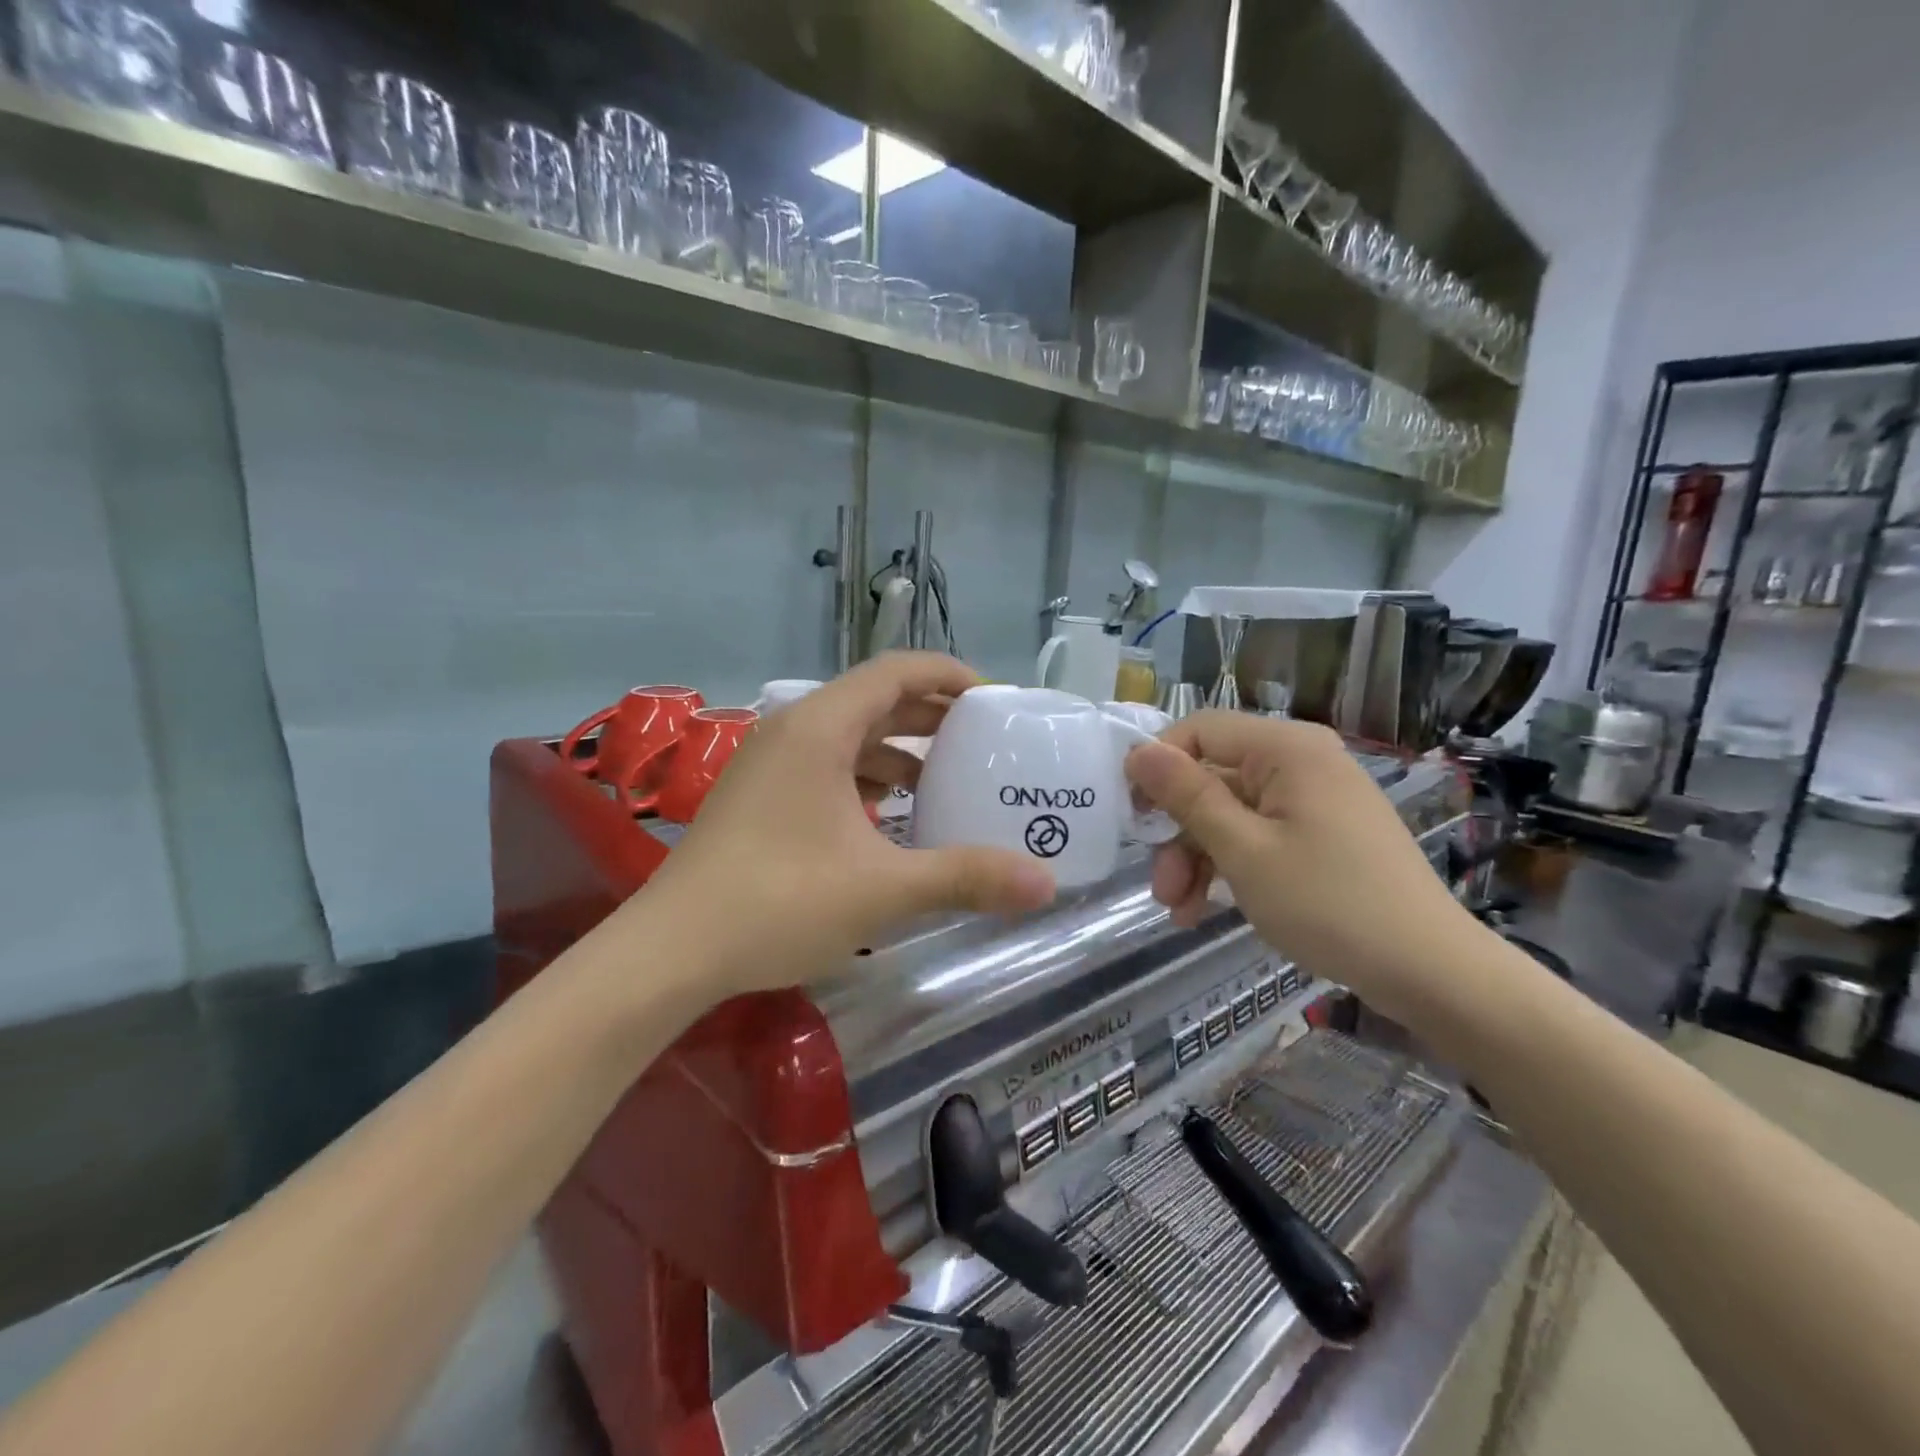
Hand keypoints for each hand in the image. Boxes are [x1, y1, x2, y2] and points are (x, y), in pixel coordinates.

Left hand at [622, 654, 1056, 999]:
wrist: (671, 950)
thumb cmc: (779, 901)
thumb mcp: (884, 889)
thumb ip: (967, 878)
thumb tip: (1046, 884)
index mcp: (820, 727)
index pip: (896, 671)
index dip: (950, 676)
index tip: (996, 700)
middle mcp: (792, 730)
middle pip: (874, 699)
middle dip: (931, 714)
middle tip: (983, 739)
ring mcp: (768, 763)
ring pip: (848, 735)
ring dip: (897, 749)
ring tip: (944, 778)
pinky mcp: (758, 796)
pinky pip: (825, 766)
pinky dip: (865, 778)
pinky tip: (888, 816)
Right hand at [1124, 712, 1485, 1016]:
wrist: (1430, 971)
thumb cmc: (1329, 904)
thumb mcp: (1243, 850)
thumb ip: (1187, 796)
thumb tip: (1138, 751)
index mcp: (1287, 749)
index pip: (1199, 730)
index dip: (1158, 766)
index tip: (1132, 815)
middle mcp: (1301, 761)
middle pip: (1213, 779)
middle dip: (1178, 833)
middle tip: (1160, 889)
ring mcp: (1313, 798)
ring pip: (1231, 813)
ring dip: (1198, 859)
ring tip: (1181, 911)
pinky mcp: (1322, 832)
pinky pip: (1259, 834)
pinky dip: (1230, 866)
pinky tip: (1207, 909)